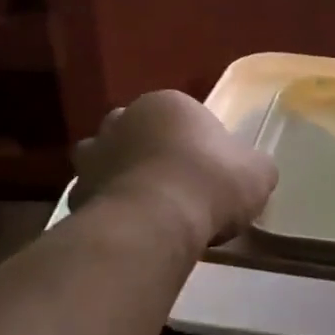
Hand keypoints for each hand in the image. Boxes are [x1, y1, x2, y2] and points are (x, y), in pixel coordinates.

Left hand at [71, 90, 277, 246]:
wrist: (157, 221)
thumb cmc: (211, 183)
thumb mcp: (258, 172)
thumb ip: (254, 165)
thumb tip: (253, 170)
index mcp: (167, 103)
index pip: (183, 116)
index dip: (198, 143)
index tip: (211, 171)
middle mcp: (123, 119)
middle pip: (139, 132)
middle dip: (152, 152)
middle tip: (177, 185)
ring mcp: (93, 155)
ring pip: (109, 160)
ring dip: (124, 176)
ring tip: (148, 208)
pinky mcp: (77, 193)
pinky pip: (97, 198)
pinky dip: (109, 209)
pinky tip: (130, 230)